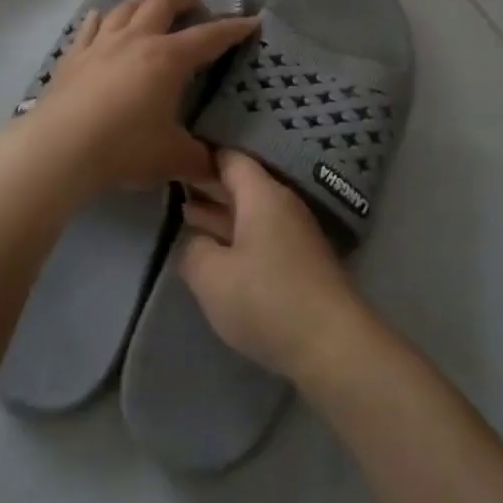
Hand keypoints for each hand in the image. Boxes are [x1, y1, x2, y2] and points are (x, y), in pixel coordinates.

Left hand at [17, 0, 258, 193]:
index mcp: (168, 58)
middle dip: (185, 0)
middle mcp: (137, 40)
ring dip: (145, 4)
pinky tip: (101, 20)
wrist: (57, 150)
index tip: (251, 22)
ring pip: (127, 7)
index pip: (210, 36)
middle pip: (163, 2)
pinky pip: (90, 27)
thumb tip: (222, 170)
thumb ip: (201, 161)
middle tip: (196, 10)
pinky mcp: (73, 57)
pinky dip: (101, 20)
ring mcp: (101, 44)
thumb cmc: (123, 148)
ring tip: (153, 12)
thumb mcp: (172, 158)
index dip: (233, 28)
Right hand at [178, 151, 365, 382]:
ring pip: (250, 211)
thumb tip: (192, 241)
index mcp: (262, 195)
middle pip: (241, 183)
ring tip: (185, 216)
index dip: (200, 158)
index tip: (172, 162)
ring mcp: (295, 232)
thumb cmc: (267, 300)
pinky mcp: (300, 260)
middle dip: (207, 186)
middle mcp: (282, 203)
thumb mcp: (212, 277)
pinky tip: (216, 250)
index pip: (230, 159)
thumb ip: (192, 250)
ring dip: (220, 214)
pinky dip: (236, 234)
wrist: (331, 343)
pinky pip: (261, 233)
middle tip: (171, 188)